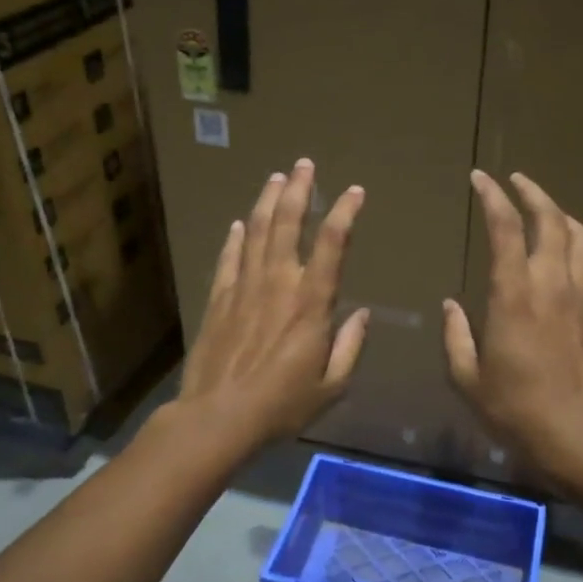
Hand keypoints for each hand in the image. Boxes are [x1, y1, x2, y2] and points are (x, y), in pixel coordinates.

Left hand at [177, 158, 368, 450]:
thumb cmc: (282, 405)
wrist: (219, 416)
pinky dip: (234, 238)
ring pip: (255, 232)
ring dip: (266, 201)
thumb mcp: (331, 385)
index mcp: (311, 302)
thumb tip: (363, 315)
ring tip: (275, 178)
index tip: (355, 192)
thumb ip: (350, 347)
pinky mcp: (219, 298)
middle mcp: (278, 283)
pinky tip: (237, 223)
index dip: (344, 212)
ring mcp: (244, 287)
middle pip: (287, 224)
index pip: (332, 244)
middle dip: (298, 190)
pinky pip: (229, 258)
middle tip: (304, 165)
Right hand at [443, 171, 582, 497]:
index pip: (506, 228)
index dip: (493, 196)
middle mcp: (553, 284)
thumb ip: (456, 336)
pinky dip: (575, 250)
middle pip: (551, 219)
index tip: (480, 178)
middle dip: (532, 192)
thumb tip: (451, 306)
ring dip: (561, 214)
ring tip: (545, 209)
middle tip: (515, 180)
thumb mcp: (468, 379)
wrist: (582, 439)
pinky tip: (564, 260)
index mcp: (515, 294)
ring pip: (580, 237)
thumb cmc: (517, 410)